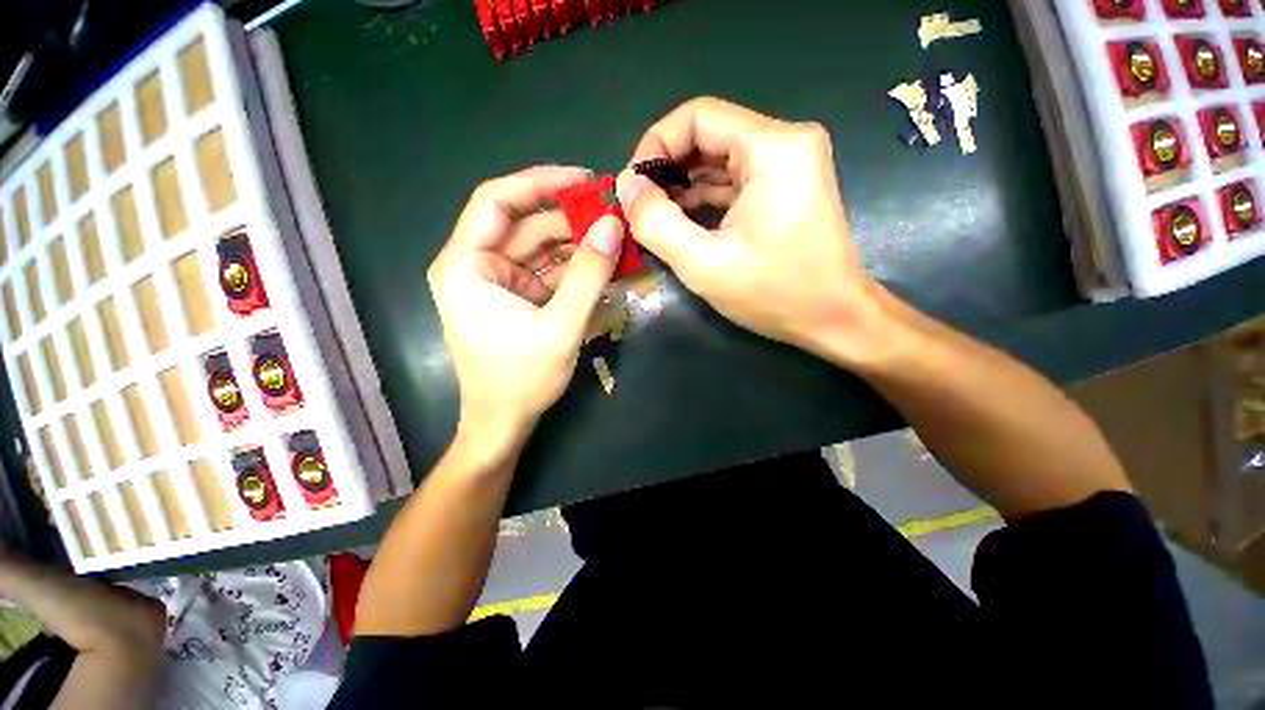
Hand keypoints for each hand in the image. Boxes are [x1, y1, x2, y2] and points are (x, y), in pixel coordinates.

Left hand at [429, 166, 622, 455]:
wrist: (503, 423)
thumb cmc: (521, 380)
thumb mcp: (560, 327)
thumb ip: (587, 275)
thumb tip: (613, 225)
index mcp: (466, 266)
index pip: (496, 202)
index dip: (539, 183)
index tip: (583, 180)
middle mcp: (477, 267)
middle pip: (525, 227)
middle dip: (570, 220)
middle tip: (613, 216)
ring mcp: (498, 283)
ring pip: (541, 250)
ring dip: (577, 246)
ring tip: (616, 241)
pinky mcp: (516, 299)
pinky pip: (547, 273)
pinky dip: (574, 269)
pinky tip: (602, 267)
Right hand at [617, 97, 887, 364]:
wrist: (834, 318)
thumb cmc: (774, 294)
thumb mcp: (704, 264)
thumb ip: (657, 223)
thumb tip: (627, 187)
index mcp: (773, 148)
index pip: (697, 116)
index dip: (654, 145)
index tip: (632, 187)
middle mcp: (786, 141)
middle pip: (708, 134)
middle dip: (666, 168)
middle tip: (639, 207)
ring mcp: (789, 163)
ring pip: (719, 157)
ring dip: (682, 184)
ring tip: (654, 217)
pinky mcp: (786, 185)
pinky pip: (734, 178)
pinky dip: (704, 196)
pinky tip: (681, 219)